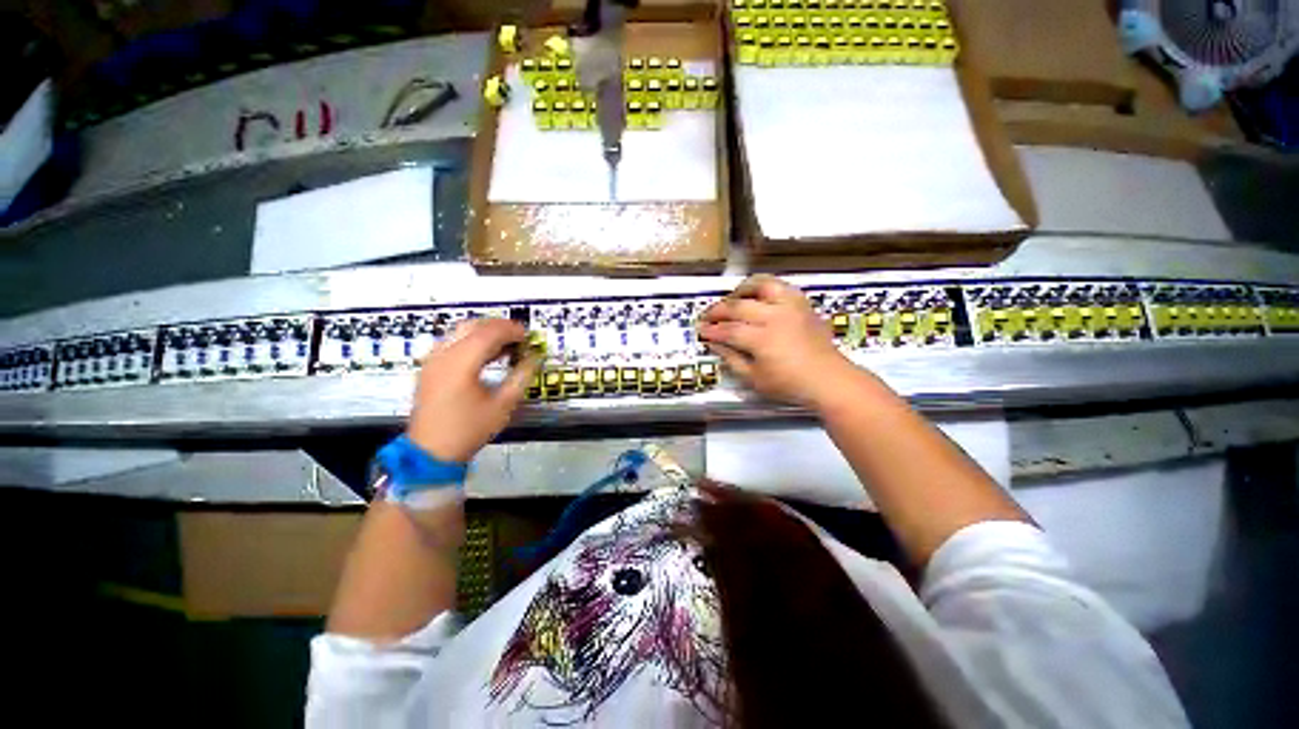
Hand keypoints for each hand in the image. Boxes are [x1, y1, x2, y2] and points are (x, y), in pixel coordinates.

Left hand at [407, 319, 539, 462]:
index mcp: (462, 360)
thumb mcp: (500, 408)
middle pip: (474, 325)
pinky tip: (479, 357)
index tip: (528, 337)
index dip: (512, 330)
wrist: (431, 451)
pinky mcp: (428, 366)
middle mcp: (444, 352)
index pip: (490, 331)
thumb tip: (534, 359)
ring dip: (482, 333)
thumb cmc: (467, 431)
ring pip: (460, 331)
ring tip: (501, 347)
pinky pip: (450, 342)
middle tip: (517, 339)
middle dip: (497, 327)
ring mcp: (433, 358)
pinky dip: (467, 342)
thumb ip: (520, 379)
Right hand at [698, 275, 862, 407]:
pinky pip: (780, 286)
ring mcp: (790, 306)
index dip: (711, 330)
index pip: (728, 329)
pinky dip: (765, 287)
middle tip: (708, 316)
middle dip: (719, 310)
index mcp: (762, 339)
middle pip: (739, 306)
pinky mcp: (802, 303)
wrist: (828, 379)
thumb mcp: (756, 380)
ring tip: (732, 298)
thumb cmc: (791, 385)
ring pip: (760, 286)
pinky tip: (757, 295)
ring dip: (741, 290)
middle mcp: (774, 316)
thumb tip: (715, 345)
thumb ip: (733, 360)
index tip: (700, 330)